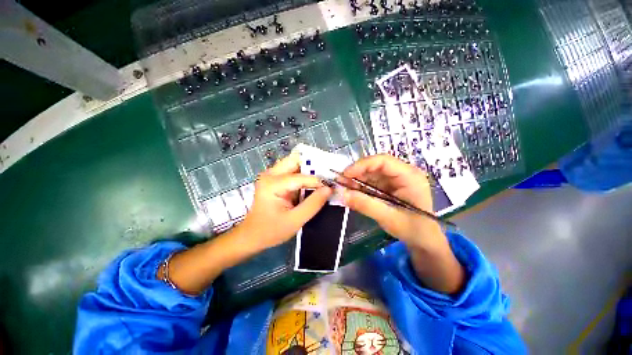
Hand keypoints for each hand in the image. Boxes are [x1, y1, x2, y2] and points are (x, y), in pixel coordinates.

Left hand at [235, 151, 332, 252]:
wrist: (252, 236)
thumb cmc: (271, 231)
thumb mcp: (295, 220)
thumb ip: (313, 204)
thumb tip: (329, 189)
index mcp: (272, 184)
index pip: (300, 177)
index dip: (318, 181)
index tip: (331, 187)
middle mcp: (270, 174)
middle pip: (295, 161)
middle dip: (313, 166)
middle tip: (328, 177)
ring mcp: (271, 175)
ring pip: (294, 163)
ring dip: (309, 169)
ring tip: (323, 180)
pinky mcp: (275, 179)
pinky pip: (292, 171)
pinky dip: (304, 175)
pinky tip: (313, 183)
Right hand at [341, 154, 444, 251]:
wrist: (424, 241)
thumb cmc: (413, 229)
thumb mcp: (388, 217)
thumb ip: (365, 204)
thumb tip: (342, 194)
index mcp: (410, 176)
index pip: (383, 161)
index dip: (362, 165)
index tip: (345, 174)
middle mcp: (403, 173)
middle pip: (375, 165)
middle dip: (357, 172)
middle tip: (341, 182)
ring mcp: (396, 179)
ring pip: (371, 173)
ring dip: (357, 179)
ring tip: (344, 187)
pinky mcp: (389, 186)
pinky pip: (372, 181)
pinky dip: (360, 186)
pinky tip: (352, 191)